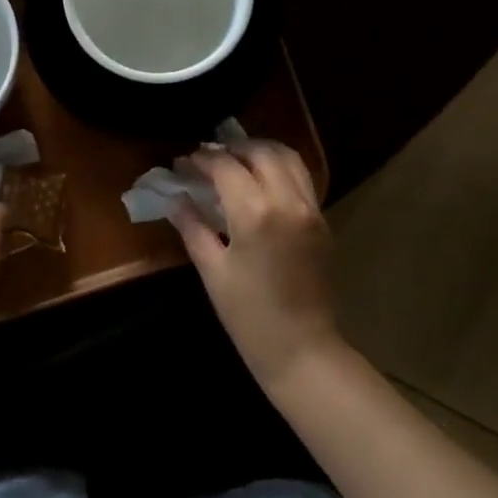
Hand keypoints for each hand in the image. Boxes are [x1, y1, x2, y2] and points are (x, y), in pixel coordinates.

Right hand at [170, 142, 345, 390]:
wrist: (302, 349)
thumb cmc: (248, 316)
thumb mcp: (212, 271)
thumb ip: (193, 227)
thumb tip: (174, 198)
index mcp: (255, 213)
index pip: (226, 167)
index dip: (202, 160)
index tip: (183, 162)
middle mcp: (288, 201)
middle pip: (261, 152)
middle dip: (232, 147)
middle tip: (209, 155)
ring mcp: (311, 209)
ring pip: (289, 158)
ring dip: (261, 150)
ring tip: (237, 157)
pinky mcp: (323, 220)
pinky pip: (303, 178)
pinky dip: (281, 167)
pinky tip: (262, 179)